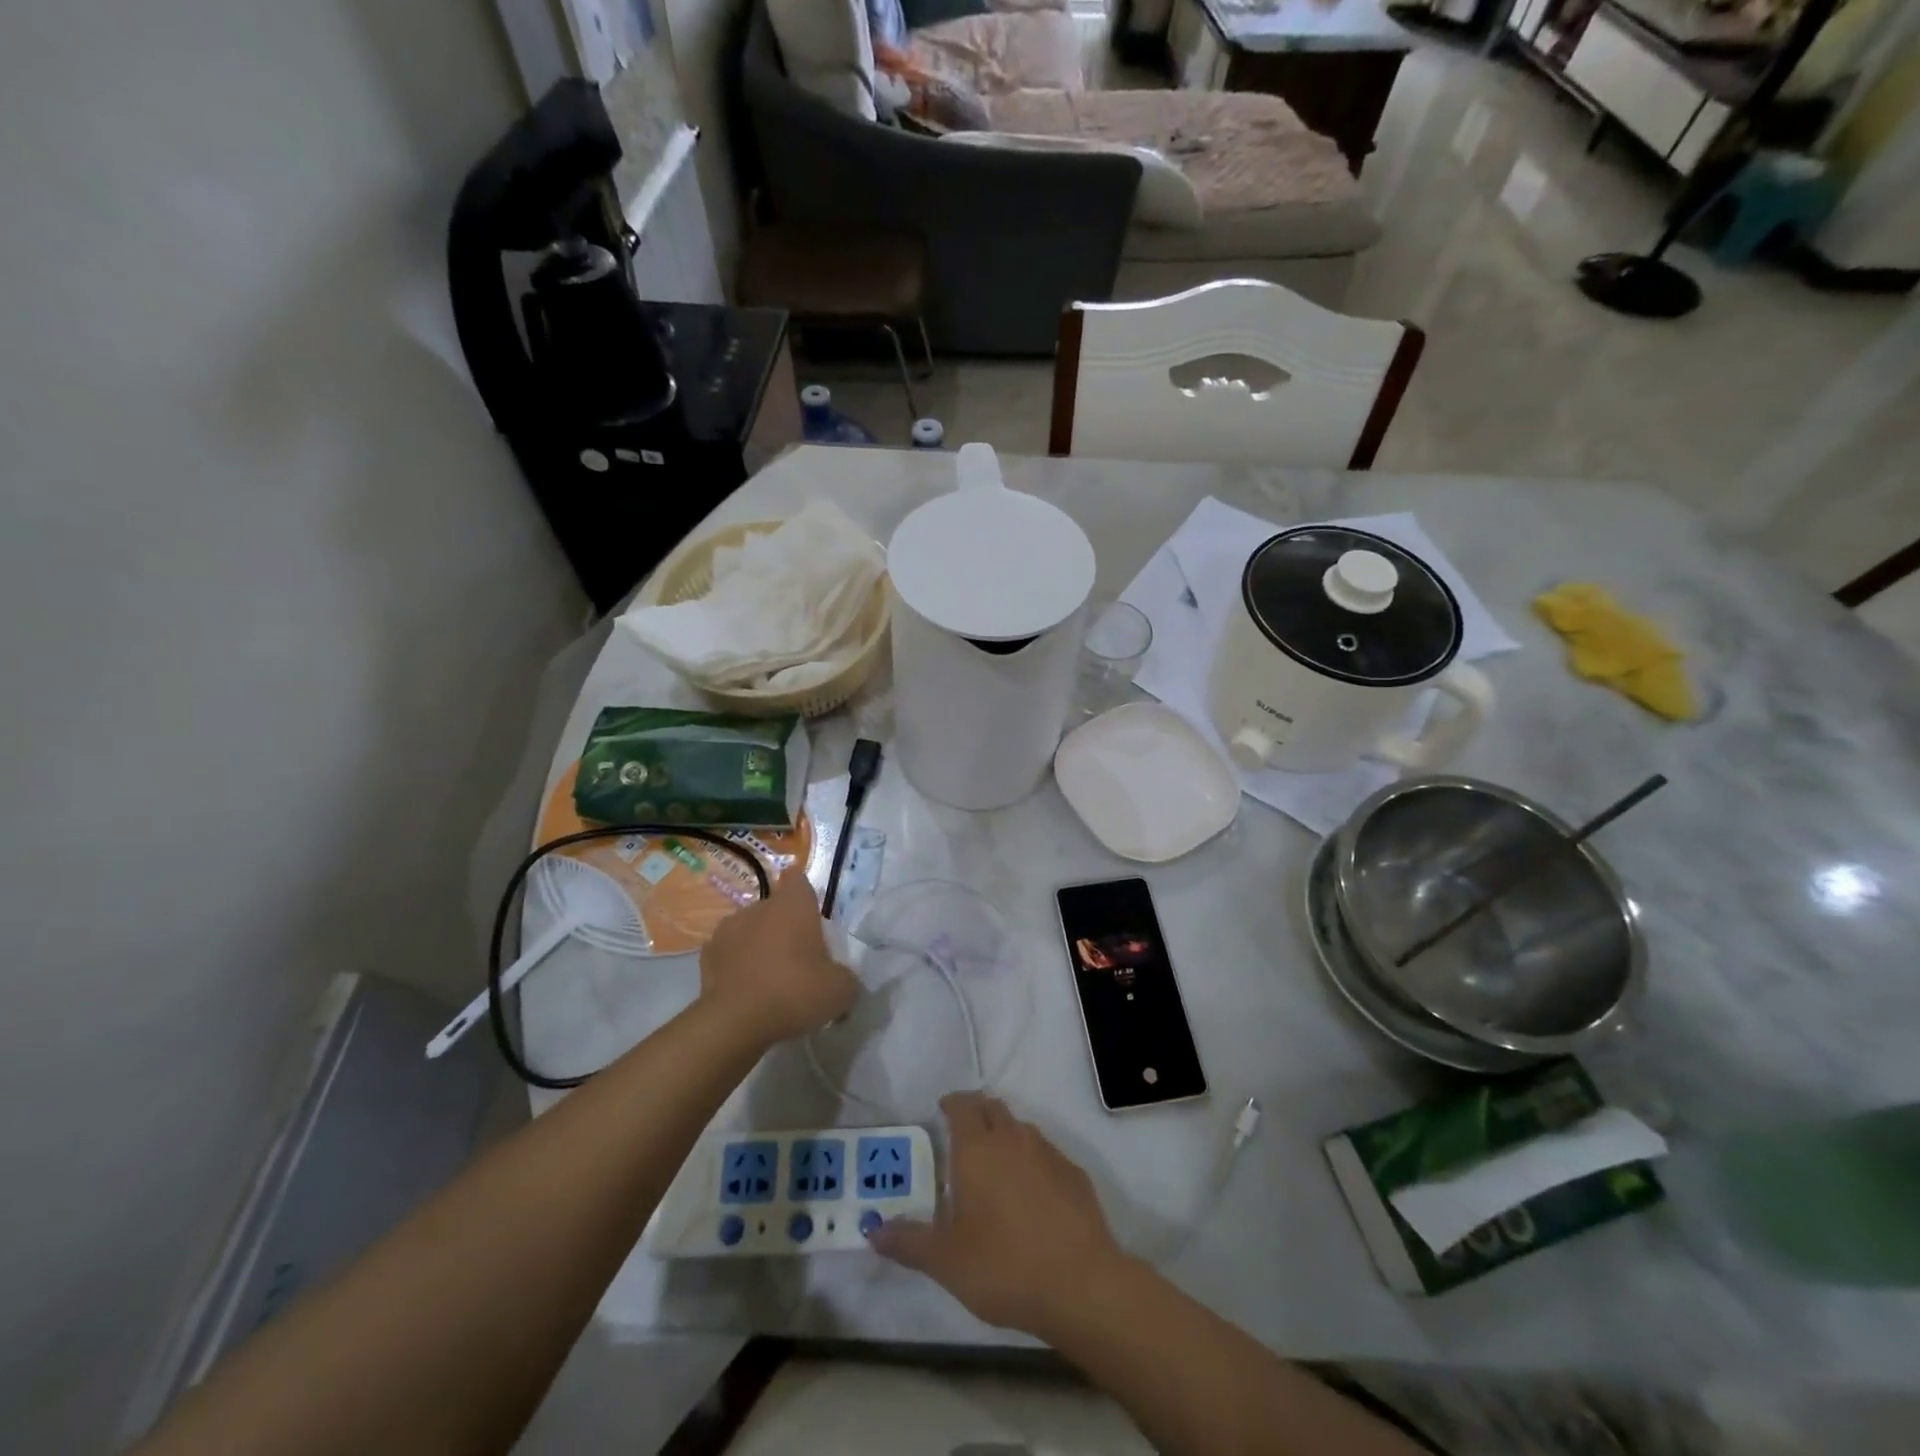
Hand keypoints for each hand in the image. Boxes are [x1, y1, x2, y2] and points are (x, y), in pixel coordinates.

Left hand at [700, 867, 857, 1045]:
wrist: (734, 1023)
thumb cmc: (795, 992)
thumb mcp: (841, 989)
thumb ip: (845, 976)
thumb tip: (840, 979)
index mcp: (792, 904)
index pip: (798, 880)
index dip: (805, 897)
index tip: (813, 921)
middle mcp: (758, 907)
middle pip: (775, 909)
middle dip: (785, 928)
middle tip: (800, 961)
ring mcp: (727, 930)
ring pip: (750, 930)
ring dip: (759, 946)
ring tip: (770, 980)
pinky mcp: (706, 956)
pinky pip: (729, 954)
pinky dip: (737, 967)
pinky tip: (747, 992)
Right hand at [871, 1092, 1129, 1338]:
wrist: (1080, 1283)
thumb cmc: (1003, 1266)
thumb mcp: (946, 1261)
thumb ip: (908, 1242)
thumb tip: (872, 1231)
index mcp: (977, 1149)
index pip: (962, 1105)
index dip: (951, 1103)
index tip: (942, 1109)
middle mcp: (1012, 1138)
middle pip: (993, 1108)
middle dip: (977, 1112)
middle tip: (964, 1134)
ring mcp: (1048, 1152)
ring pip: (1021, 1129)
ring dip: (1005, 1136)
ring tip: (995, 1166)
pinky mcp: (1074, 1173)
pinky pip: (1046, 1154)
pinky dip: (1033, 1161)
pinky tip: (1032, 1194)